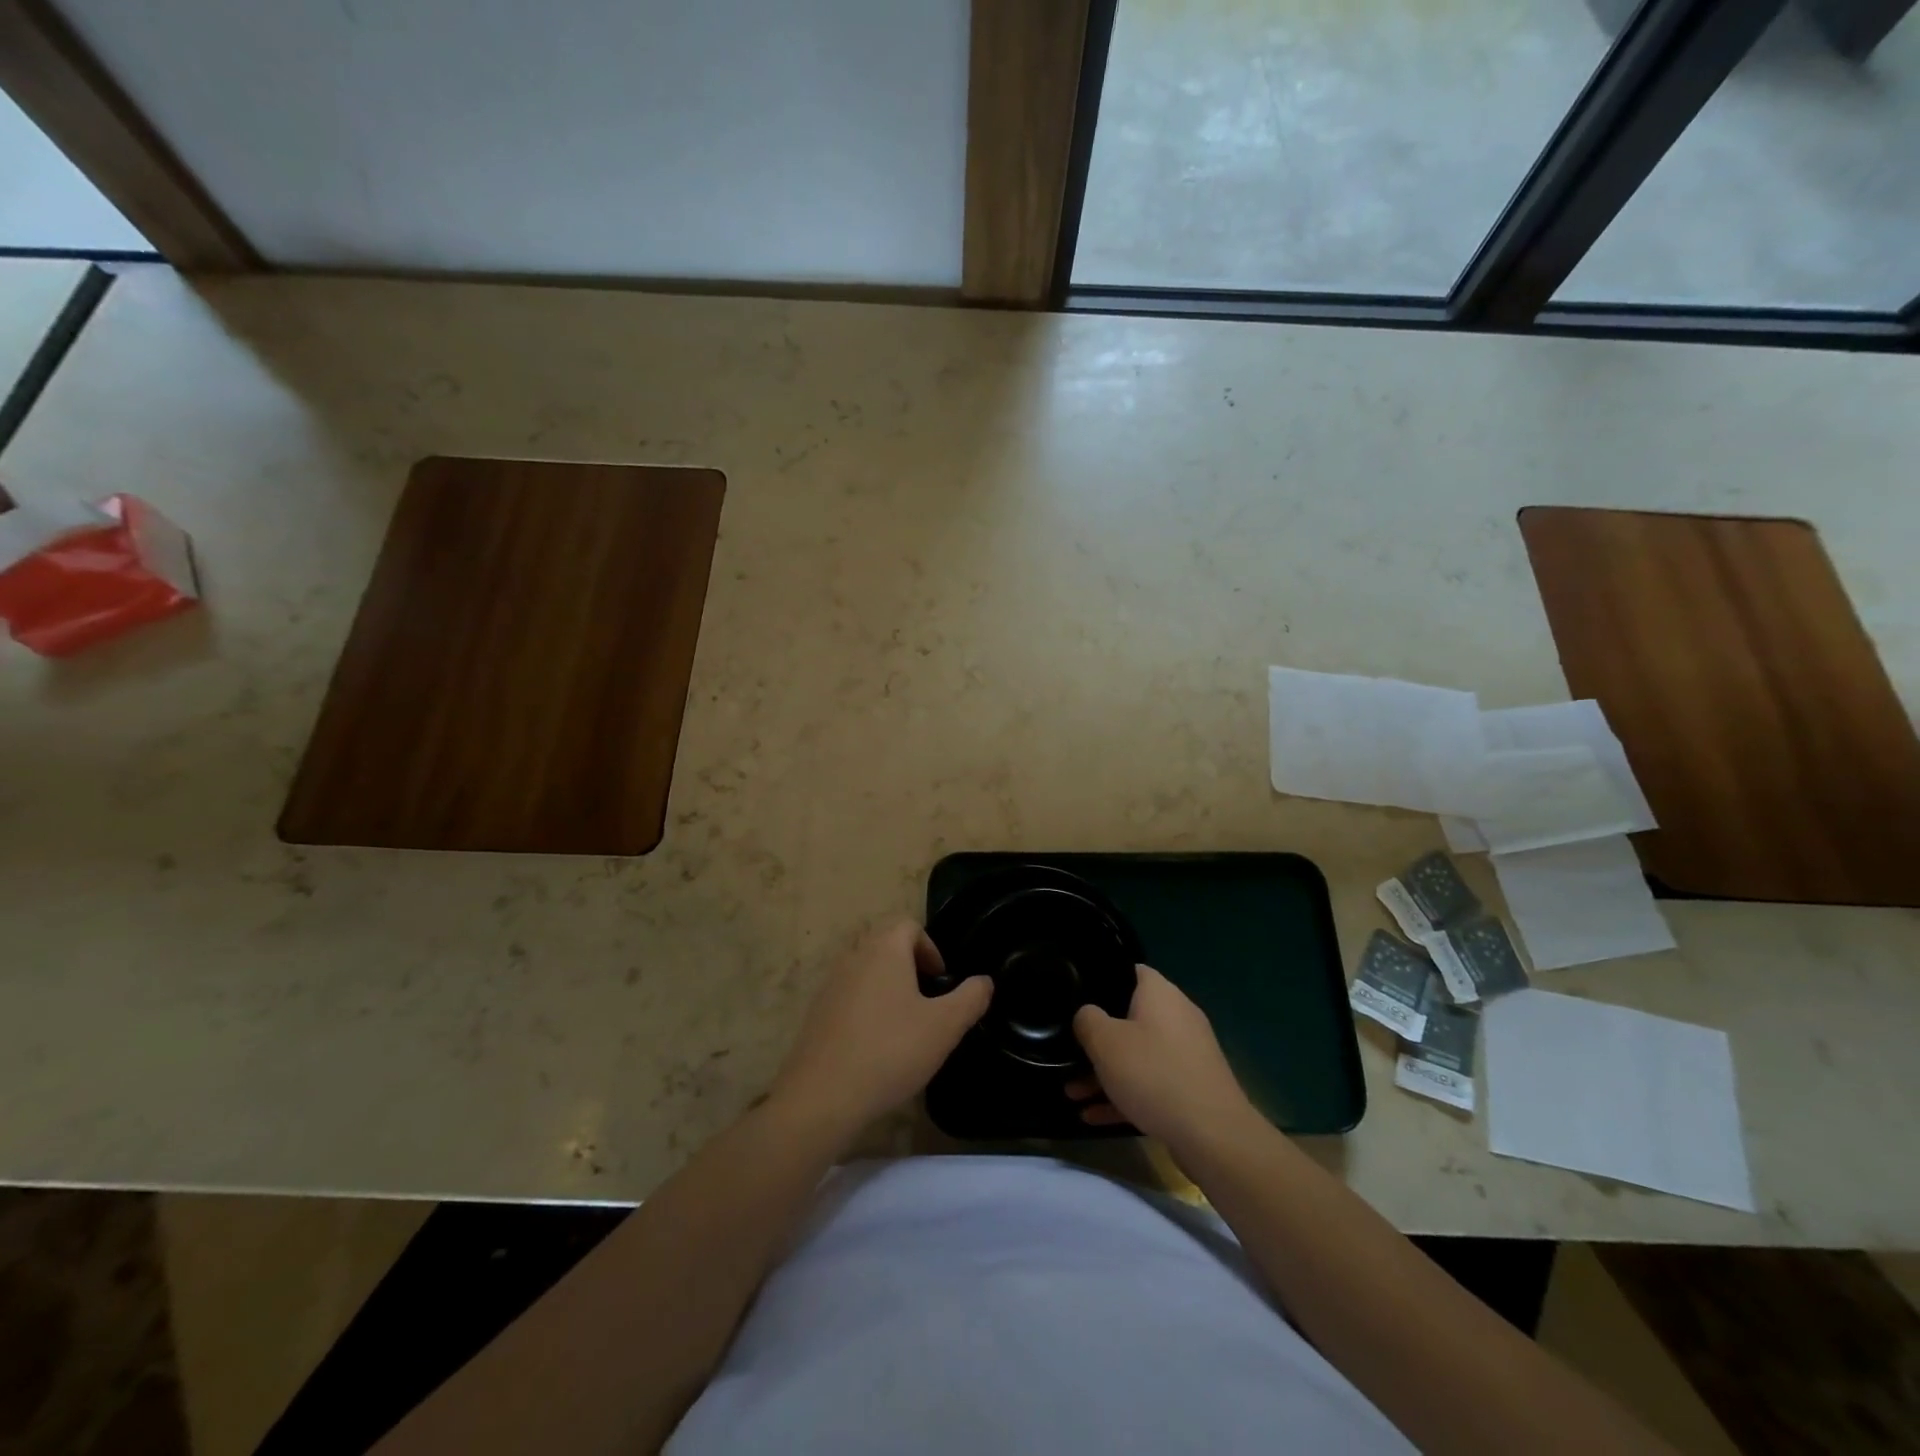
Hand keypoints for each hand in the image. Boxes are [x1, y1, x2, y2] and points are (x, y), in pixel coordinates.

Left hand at [770, 919, 991, 1136]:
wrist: (823, 1096)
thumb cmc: (890, 1051)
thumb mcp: (945, 1026)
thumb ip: (970, 998)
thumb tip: (984, 981)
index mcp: (884, 949)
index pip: (908, 925)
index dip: (930, 948)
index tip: (941, 981)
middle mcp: (854, 956)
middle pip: (885, 942)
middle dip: (909, 963)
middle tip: (926, 999)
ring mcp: (830, 984)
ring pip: (865, 968)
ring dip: (887, 984)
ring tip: (904, 1023)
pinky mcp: (816, 1012)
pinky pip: (848, 994)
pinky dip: (866, 1006)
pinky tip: (876, 1043)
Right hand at [1069, 964, 1259, 1154]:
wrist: (1214, 1136)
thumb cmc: (1154, 1074)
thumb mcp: (1106, 1042)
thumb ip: (1087, 1020)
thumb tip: (1087, 1015)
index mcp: (1160, 994)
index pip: (1128, 971)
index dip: (1100, 980)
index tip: (1075, 996)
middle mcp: (1177, 1016)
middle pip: (1128, 1018)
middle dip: (1097, 1038)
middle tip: (1067, 1051)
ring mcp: (1186, 1054)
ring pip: (1137, 1056)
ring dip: (1105, 1072)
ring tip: (1071, 1093)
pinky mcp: (1190, 1088)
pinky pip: (1149, 1084)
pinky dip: (1124, 1095)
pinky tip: (1093, 1116)